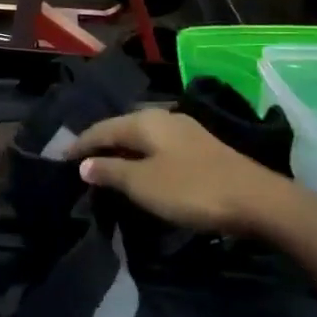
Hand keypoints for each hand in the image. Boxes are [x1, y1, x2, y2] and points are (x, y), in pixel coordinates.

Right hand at [71, 108, 293, 234]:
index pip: (102, 128)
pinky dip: (142, 154)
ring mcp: (186, 130)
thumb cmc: (191, 189)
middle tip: (81, 160)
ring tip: (107, 164)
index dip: (80, 143)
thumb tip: (84, 163)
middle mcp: (164, 116)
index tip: (59, 158)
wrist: (256, 200)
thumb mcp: (143, 184)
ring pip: (143, 135)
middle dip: (101, 141)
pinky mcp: (202, 147)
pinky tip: (142, 167)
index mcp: (145, 121)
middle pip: (123, 126)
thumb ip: (111, 171)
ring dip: (123, 148)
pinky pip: (159, 145)